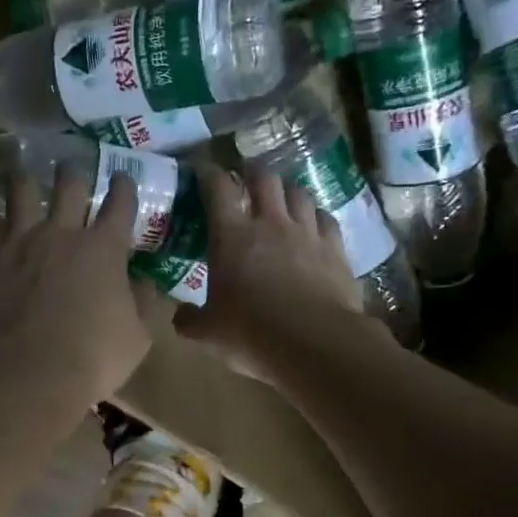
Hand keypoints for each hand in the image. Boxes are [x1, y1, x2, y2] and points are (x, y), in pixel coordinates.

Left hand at [0, 167, 152, 416]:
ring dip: (25, 180)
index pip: (120, 205)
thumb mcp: (137, 338)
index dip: (124, 187)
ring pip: (21, 190)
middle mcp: (62, 233)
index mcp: (105, 249)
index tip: (123, 179)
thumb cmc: (91, 360)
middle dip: (74, 171)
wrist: (26, 373)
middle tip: (71, 167)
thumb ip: (144, 305)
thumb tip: (147, 284)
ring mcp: (19, 240)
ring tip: (22, 175)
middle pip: (69, 184)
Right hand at [175, 165, 363, 379]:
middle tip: (246, 178)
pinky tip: (315, 226)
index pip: (218, 188)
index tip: (204, 172)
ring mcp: (307, 234)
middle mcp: (271, 224)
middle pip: (264, 178)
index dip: (209, 174)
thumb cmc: (251, 334)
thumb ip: (189, 320)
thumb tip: (181, 315)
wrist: (315, 345)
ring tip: (282, 200)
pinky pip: (327, 219)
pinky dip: (317, 217)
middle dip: (253, 172)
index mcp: (232, 236)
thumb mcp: (207, 334)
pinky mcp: (336, 250)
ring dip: (287, 192)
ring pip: (300, 193)